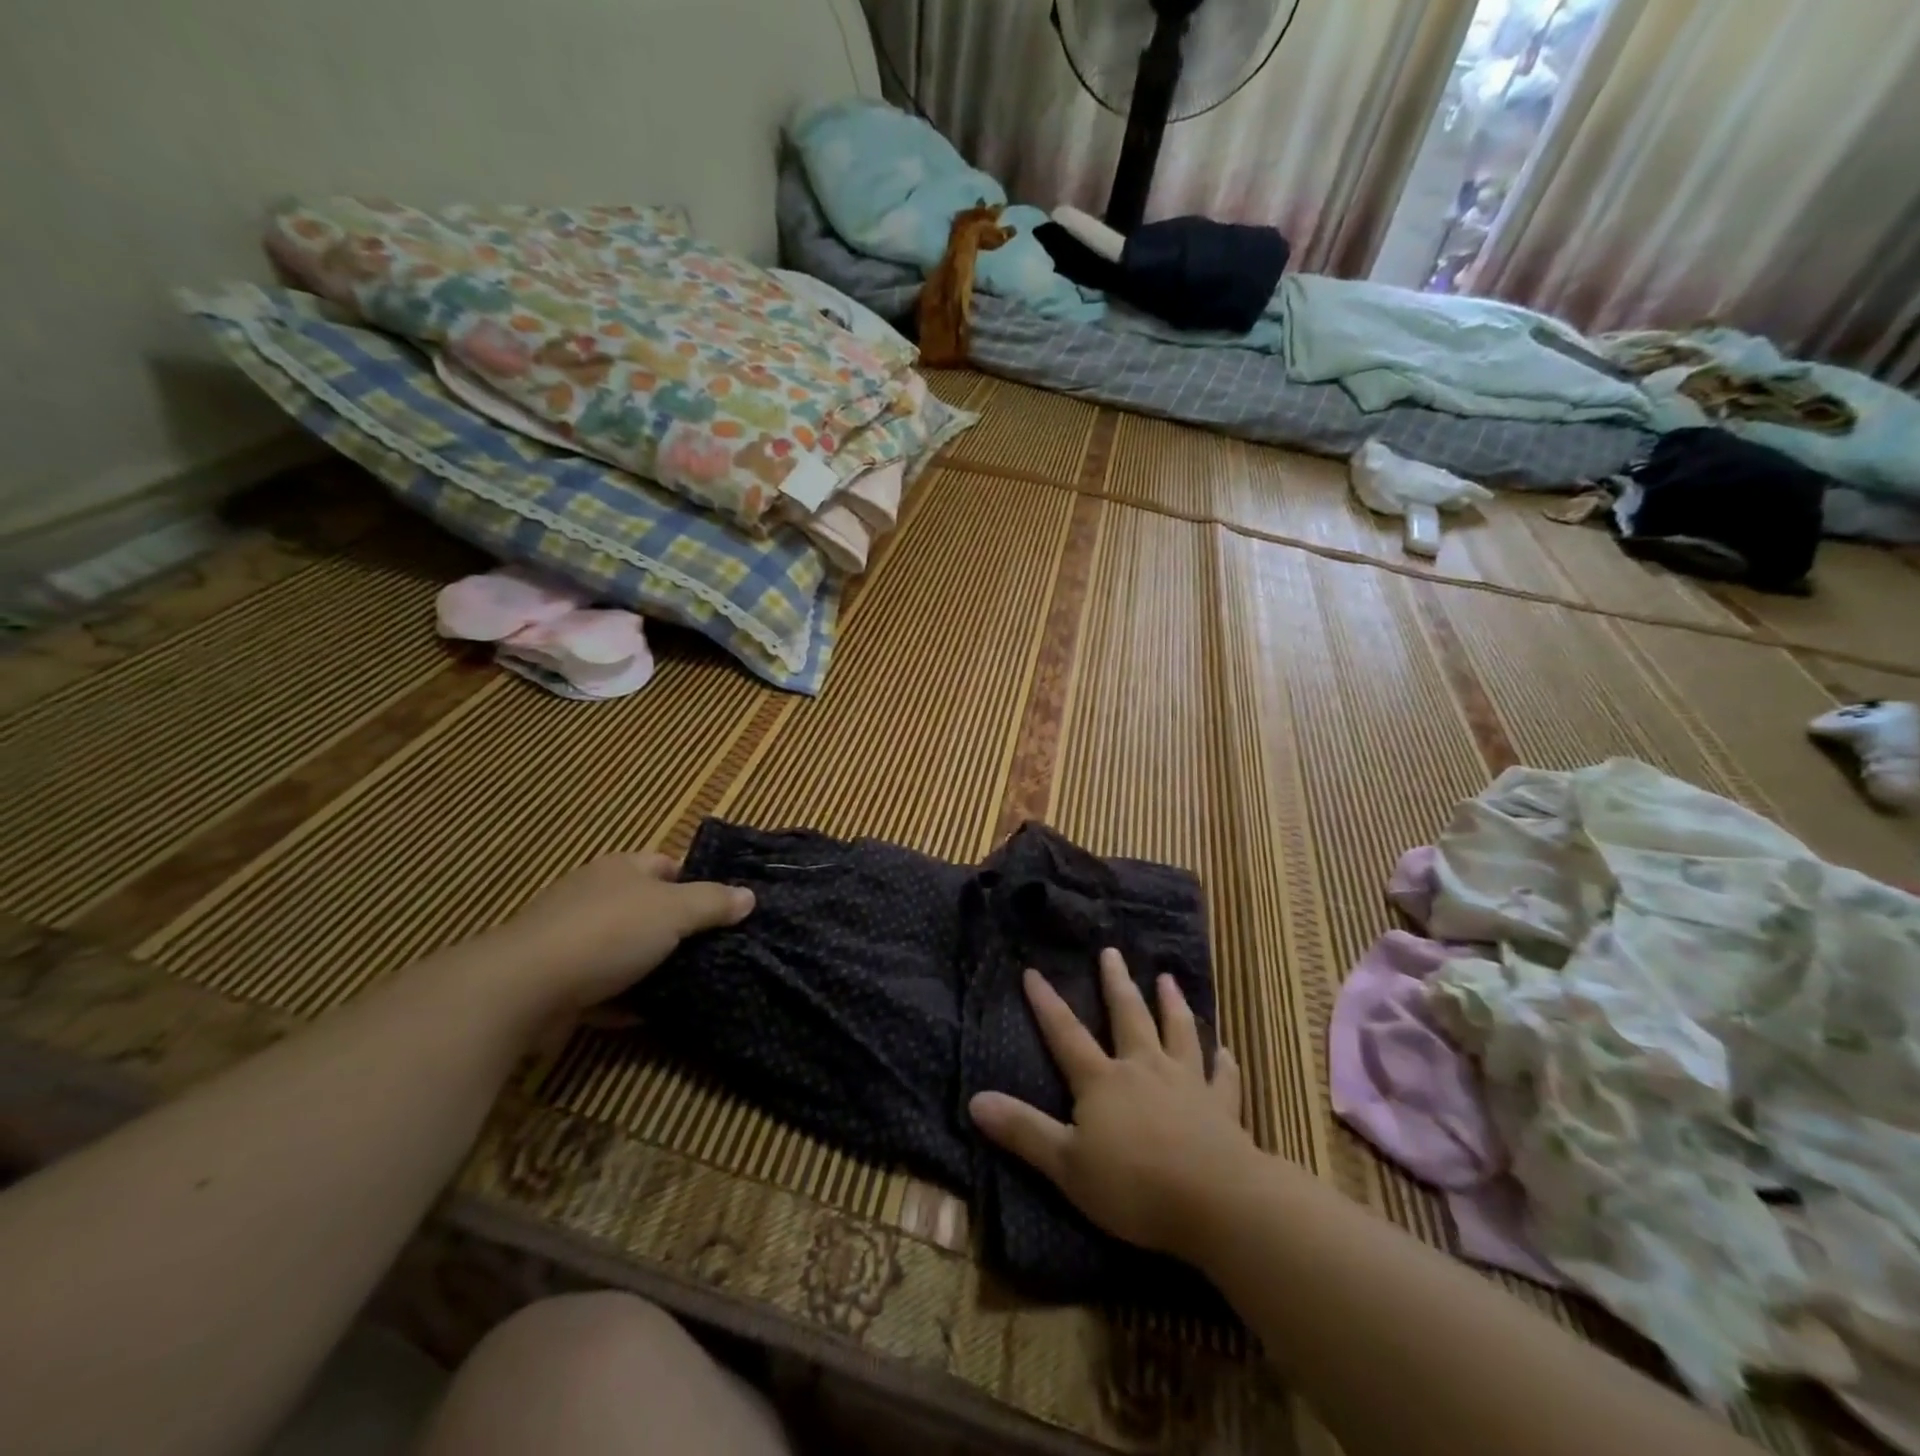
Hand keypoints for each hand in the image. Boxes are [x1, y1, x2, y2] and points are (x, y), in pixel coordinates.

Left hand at [493, 853, 752, 1013]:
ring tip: (692, 981)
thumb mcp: (674, 911)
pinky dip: (624, 999)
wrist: (523, 989)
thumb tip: (749, 896)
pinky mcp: (557, 980)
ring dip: (651, 965)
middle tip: (716, 947)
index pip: (666, 864)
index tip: (724, 908)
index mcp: (621, 869)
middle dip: (677, 927)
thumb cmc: (607, 934)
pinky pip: (603, 987)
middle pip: (646, 907)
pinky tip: (649, 1013)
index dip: (697, 880)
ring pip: (624, 948)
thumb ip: (713, 903)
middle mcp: (594, 896)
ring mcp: (571, 939)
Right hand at [968, 948, 1256, 1259]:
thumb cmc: (1134, 1185)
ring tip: (1167, 980)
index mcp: (1103, 1081)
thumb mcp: (1066, 1164)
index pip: (1066, 1035)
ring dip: (1172, 1005)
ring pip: (1178, 1033)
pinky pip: (1223, 1078)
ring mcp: (1187, 1084)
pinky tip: (1226, 1050)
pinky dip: (1224, 1063)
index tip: (1032, 971)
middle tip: (1112, 952)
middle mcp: (1144, 1069)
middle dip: (1117, 984)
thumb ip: (1023, 1130)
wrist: (1215, 1200)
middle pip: (1128, 1017)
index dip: (1046, 1004)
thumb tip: (975, 1099)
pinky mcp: (1222, 1108)